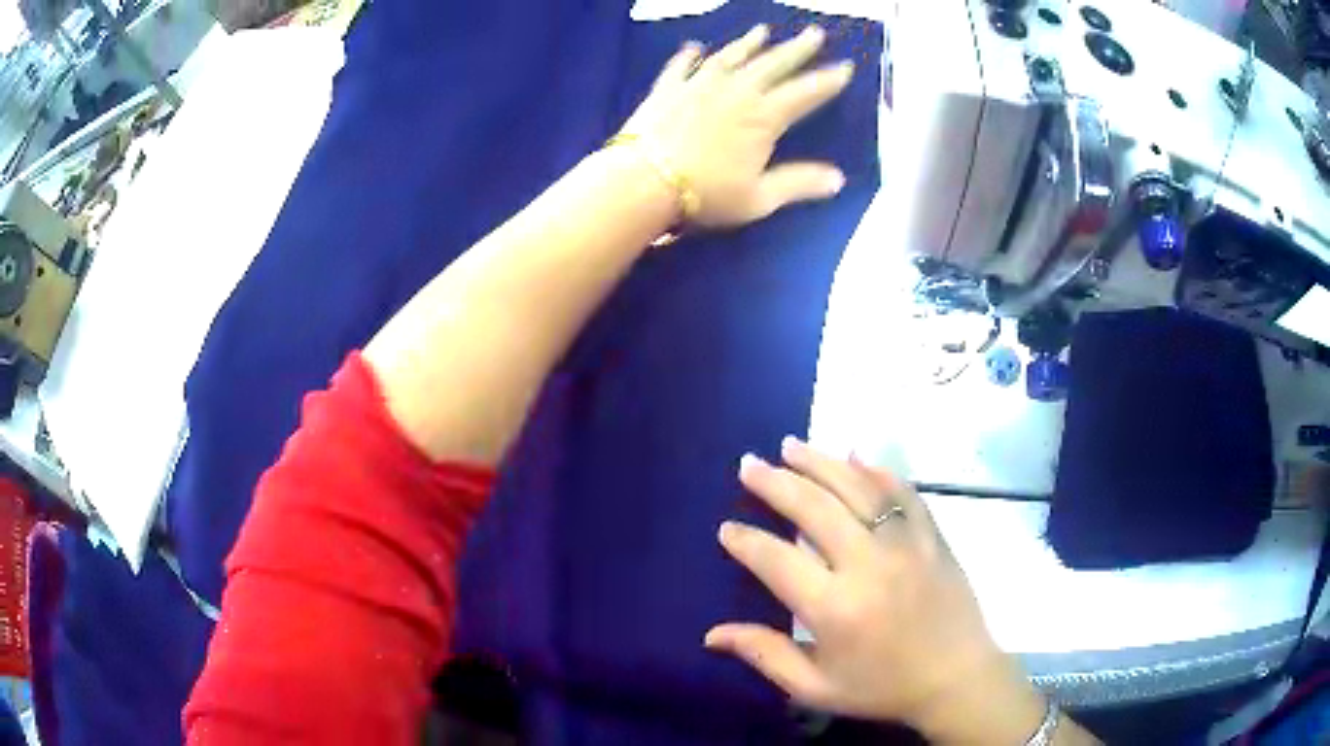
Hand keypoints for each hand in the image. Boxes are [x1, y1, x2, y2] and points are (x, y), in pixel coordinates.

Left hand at [618, 25, 853, 227]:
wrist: (643, 181)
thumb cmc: (706, 193)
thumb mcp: (760, 197)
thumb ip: (799, 183)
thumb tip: (839, 179)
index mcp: (764, 116)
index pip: (805, 92)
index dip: (827, 80)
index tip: (846, 66)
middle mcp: (736, 91)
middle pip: (773, 64)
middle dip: (797, 49)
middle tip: (814, 32)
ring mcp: (699, 85)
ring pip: (730, 57)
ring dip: (748, 43)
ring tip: (762, 30)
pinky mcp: (667, 89)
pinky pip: (681, 66)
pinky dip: (688, 55)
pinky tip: (694, 47)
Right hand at [706, 439, 1047, 742]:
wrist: (957, 678)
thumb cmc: (883, 688)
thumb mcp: (816, 688)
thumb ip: (765, 656)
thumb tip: (712, 635)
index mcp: (835, 608)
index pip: (777, 559)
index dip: (747, 541)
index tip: (727, 527)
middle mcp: (868, 565)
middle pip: (814, 508)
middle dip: (776, 483)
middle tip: (749, 465)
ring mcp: (906, 544)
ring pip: (857, 488)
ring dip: (820, 462)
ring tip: (790, 446)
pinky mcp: (932, 536)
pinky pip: (902, 492)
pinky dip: (876, 470)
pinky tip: (855, 455)